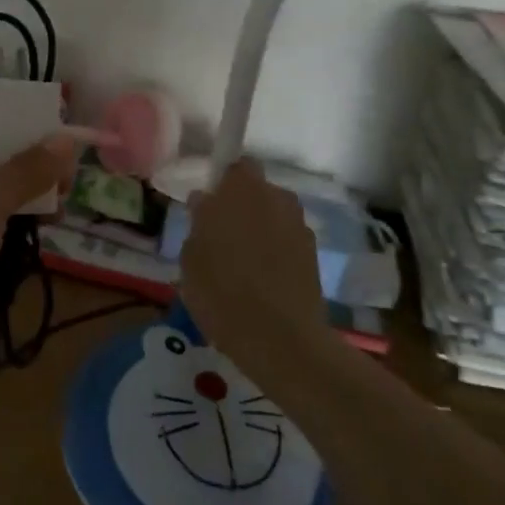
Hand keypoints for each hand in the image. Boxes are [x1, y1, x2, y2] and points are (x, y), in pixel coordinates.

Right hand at [179, 158, 329, 374]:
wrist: (280, 338)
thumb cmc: (222, 292)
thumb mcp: (191, 259)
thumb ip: (198, 224)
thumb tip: (205, 204)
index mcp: (240, 189)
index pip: (234, 166)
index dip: (222, 184)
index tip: (209, 206)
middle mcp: (274, 197)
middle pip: (257, 190)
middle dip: (242, 205)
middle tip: (221, 235)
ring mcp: (298, 224)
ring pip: (274, 215)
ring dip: (261, 227)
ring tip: (243, 262)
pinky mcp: (313, 252)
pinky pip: (287, 240)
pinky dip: (277, 251)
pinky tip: (263, 279)